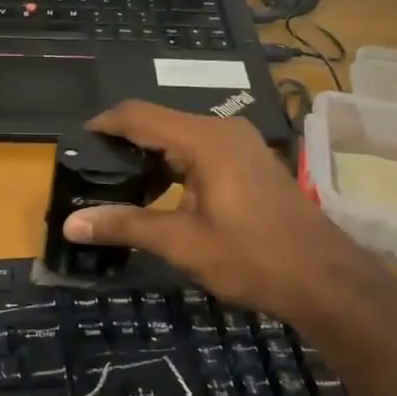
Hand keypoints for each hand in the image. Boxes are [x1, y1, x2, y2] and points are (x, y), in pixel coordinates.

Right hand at [63, 101, 387, 329]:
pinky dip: (174, 167)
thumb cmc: (252, 257)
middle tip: (91, 171)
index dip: (103, 124)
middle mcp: (223, 131)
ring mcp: (241, 145)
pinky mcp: (250, 163)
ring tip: (118, 186)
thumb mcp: (181, 243)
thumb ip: (125, 225)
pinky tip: (160, 195)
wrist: (326, 280)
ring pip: (180, 139)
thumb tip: (70, 224)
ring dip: (150, 159)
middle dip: (124, 144)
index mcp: (204, 140)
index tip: (75, 142)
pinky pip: (200, 152)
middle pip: (159, 123)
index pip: (139, 115)